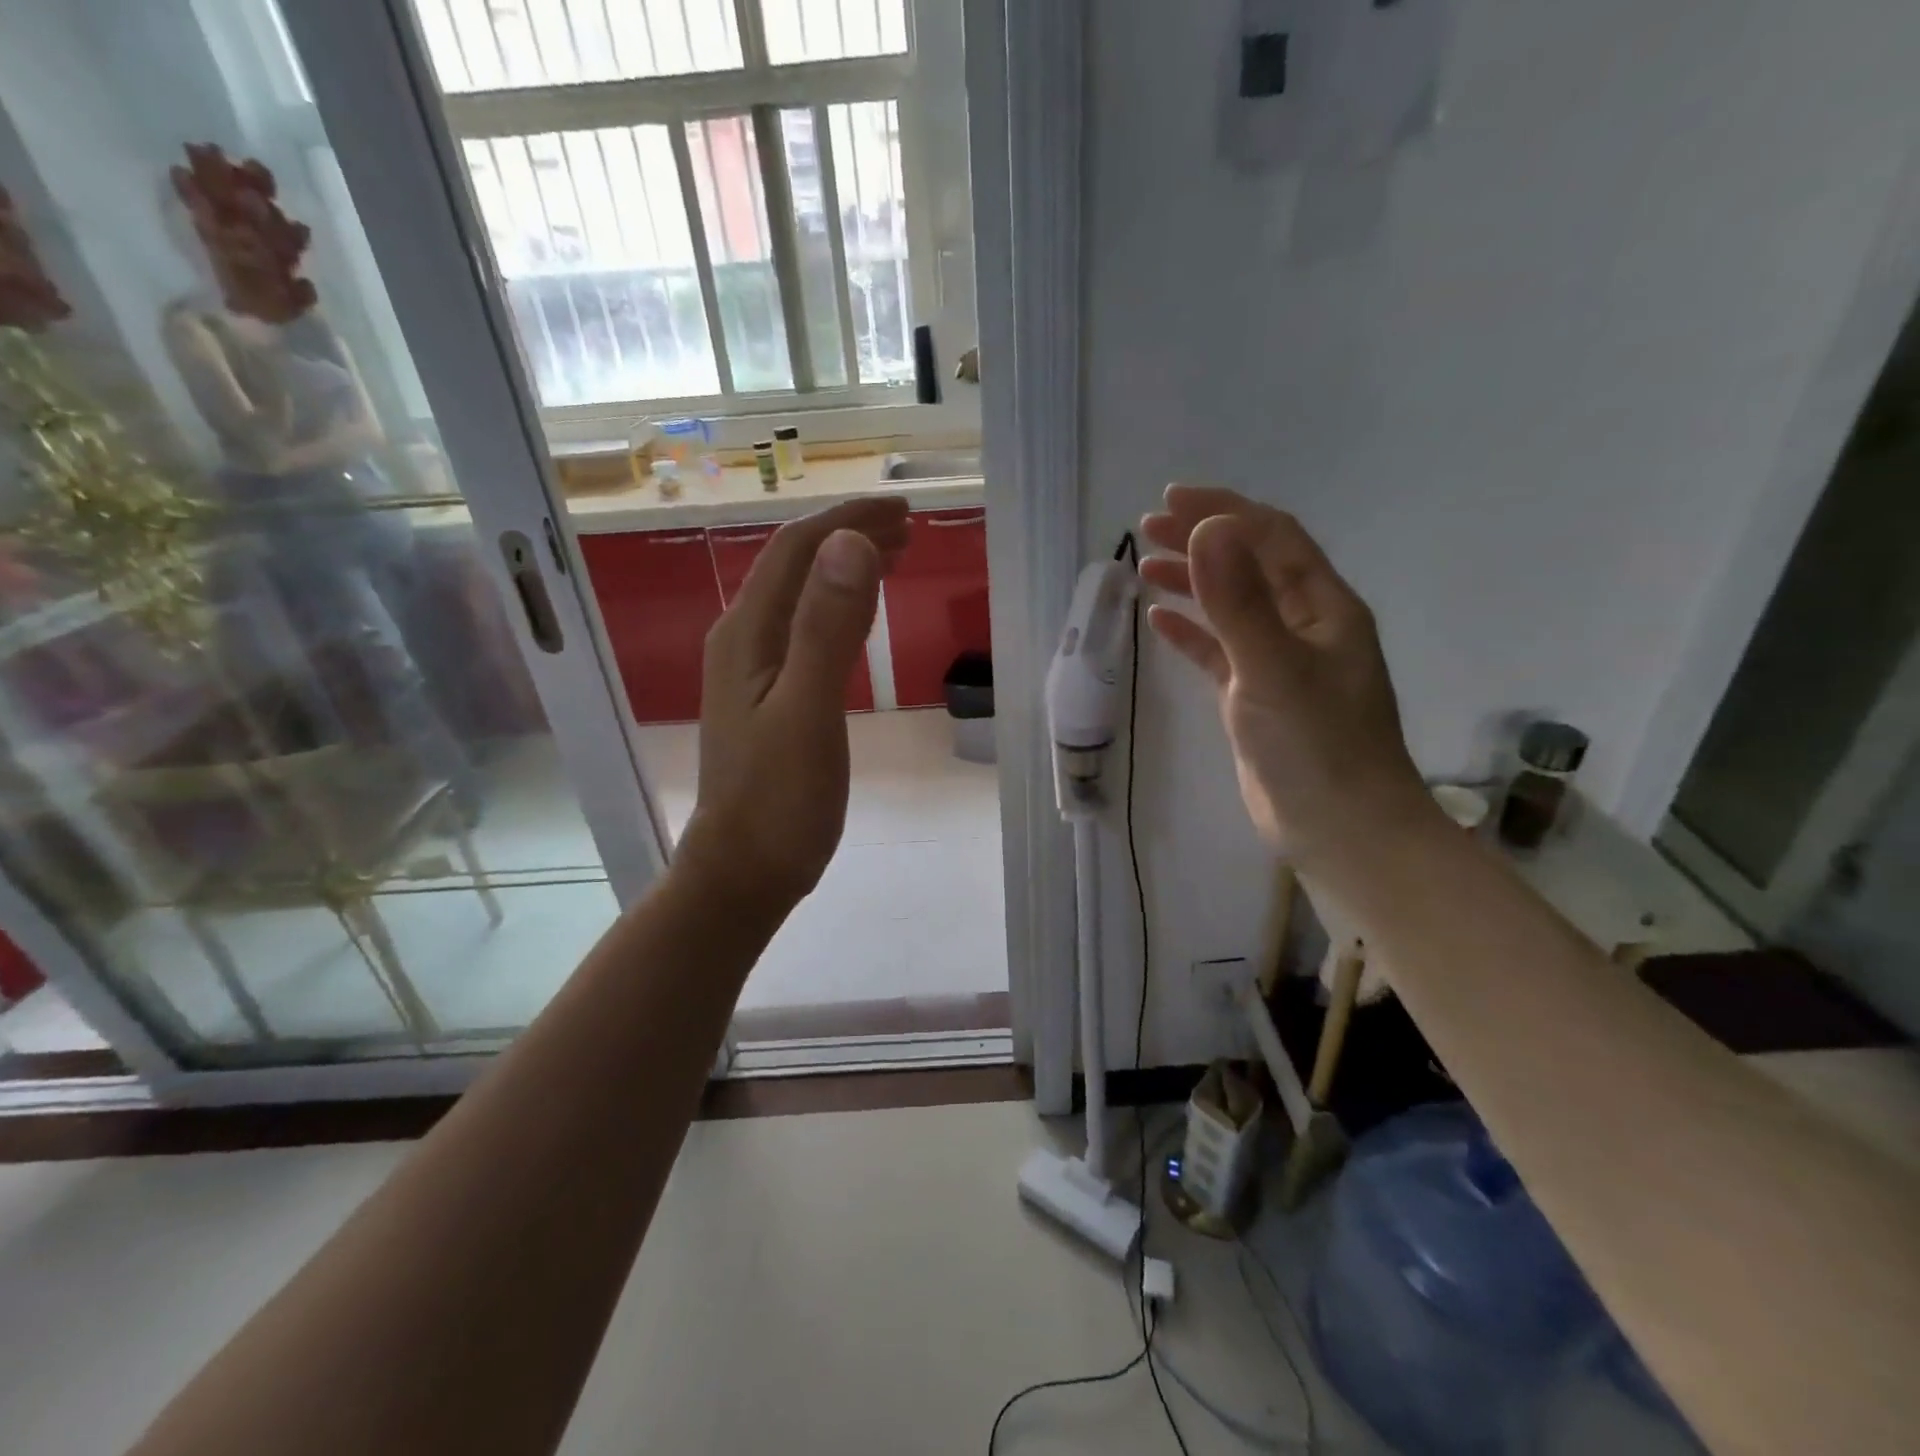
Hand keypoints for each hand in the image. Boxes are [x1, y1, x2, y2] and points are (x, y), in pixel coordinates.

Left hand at [676, 496, 910, 910]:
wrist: (743, 871)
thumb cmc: (779, 800)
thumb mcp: (808, 712)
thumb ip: (825, 629)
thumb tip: (850, 543)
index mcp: (748, 634)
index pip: (798, 550)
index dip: (848, 520)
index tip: (903, 512)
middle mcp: (743, 640)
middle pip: (796, 566)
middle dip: (849, 535)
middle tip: (908, 528)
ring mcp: (752, 669)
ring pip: (801, 597)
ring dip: (845, 567)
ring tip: (893, 554)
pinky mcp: (768, 696)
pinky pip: (805, 630)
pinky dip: (839, 607)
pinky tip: (860, 616)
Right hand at [1141, 484, 1430, 865]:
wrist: (1341, 831)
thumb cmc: (1316, 747)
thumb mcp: (1272, 668)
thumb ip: (1238, 601)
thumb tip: (1207, 528)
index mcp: (1323, 607)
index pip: (1272, 537)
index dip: (1224, 511)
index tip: (1170, 500)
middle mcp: (1306, 626)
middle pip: (1250, 565)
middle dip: (1202, 540)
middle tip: (1148, 528)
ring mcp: (1281, 663)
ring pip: (1233, 607)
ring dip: (1193, 582)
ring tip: (1145, 566)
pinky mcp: (1258, 698)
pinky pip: (1221, 651)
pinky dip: (1192, 632)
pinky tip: (1159, 621)